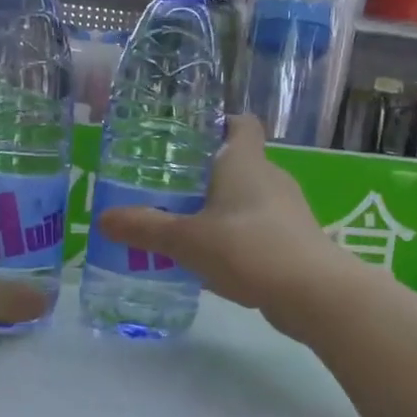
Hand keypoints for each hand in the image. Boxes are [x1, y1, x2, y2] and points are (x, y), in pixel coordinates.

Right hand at [95, 115, 348, 330]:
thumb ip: (144, 229)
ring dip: (220, 209)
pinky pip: (257, 229)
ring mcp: (287, 211)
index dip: (218, 123)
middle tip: (169, 188)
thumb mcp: (186, 239)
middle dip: (206, 174)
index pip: (241, 124)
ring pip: (247, 199)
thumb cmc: (248, 249)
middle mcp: (270, 178)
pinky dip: (235, 238)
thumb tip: (103, 219)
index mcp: (246, 162)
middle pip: (239, 163)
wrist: (313, 293)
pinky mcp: (294, 241)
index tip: (189, 138)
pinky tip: (211, 261)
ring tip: (184, 227)